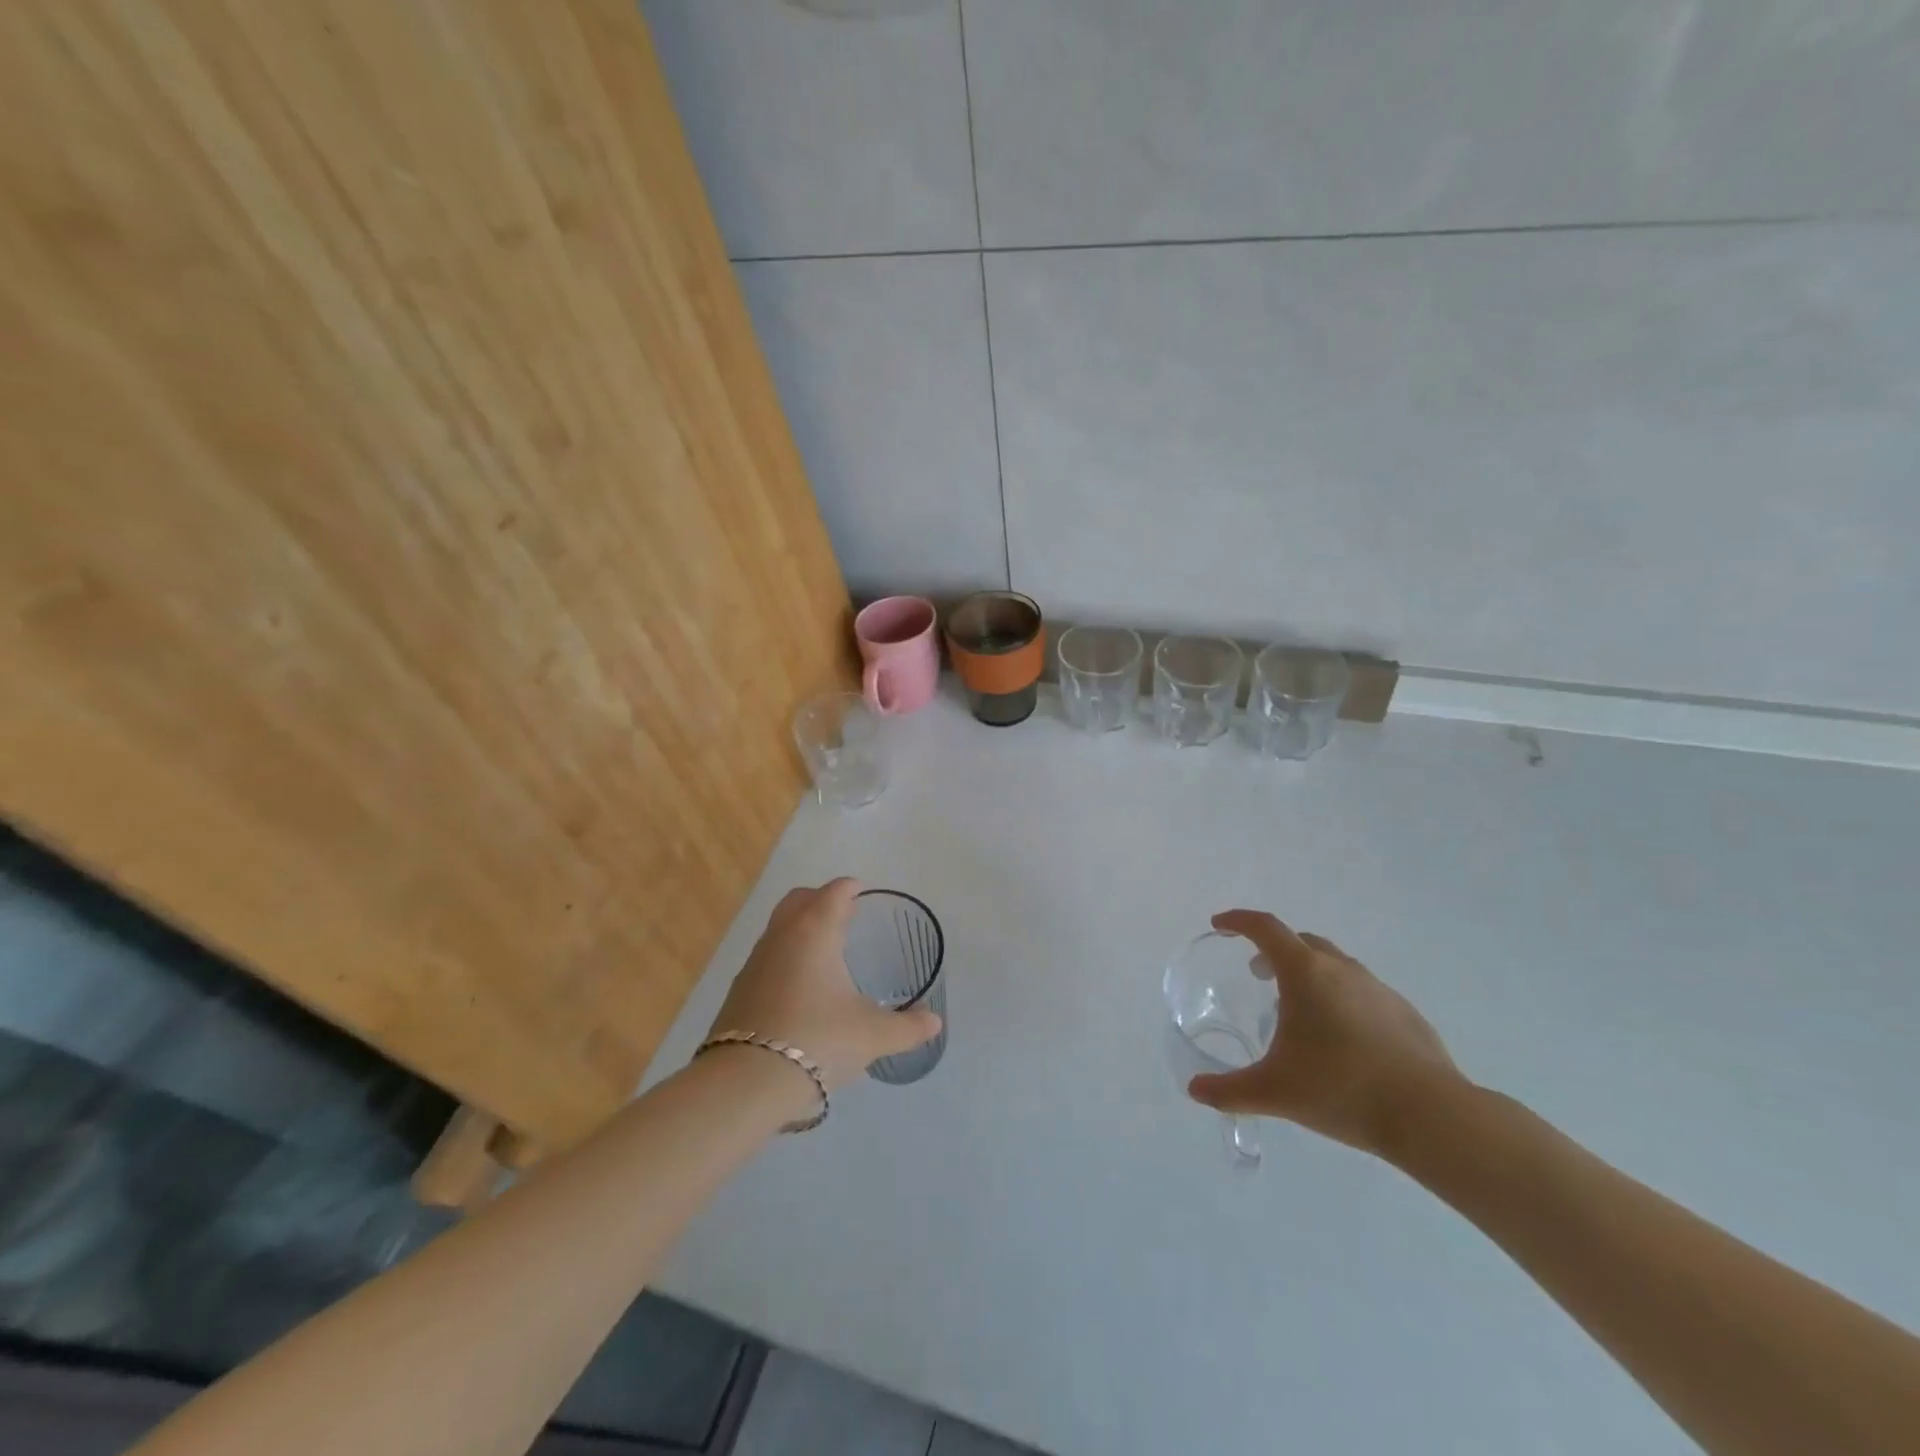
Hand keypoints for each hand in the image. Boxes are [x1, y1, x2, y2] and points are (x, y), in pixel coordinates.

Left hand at [708, 878, 942, 1093]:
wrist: (746, 1082)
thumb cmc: (819, 1040)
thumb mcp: (872, 1036)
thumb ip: (907, 1027)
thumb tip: (934, 1022)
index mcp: (815, 931)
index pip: (833, 893)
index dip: (849, 888)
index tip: (861, 891)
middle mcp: (781, 937)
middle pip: (799, 899)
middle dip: (820, 899)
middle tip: (844, 915)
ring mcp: (755, 963)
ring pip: (779, 928)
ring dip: (800, 928)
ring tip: (824, 951)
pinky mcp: (738, 991)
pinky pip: (766, 958)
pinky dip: (785, 958)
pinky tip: (799, 988)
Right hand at [1187, 910, 1464, 1157]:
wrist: (1431, 1116)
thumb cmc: (1341, 1089)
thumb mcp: (1274, 1091)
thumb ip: (1229, 1090)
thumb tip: (1196, 1090)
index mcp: (1305, 972)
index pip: (1264, 928)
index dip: (1238, 921)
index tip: (1220, 926)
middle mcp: (1341, 969)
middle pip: (1300, 941)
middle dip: (1273, 950)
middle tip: (1257, 974)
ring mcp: (1378, 989)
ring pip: (1334, 965)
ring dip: (1309, 975)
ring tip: (1299, 1012)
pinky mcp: (1405, 1013)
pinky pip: (1362, 992)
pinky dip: (1341, 999)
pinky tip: (1342, 1040)